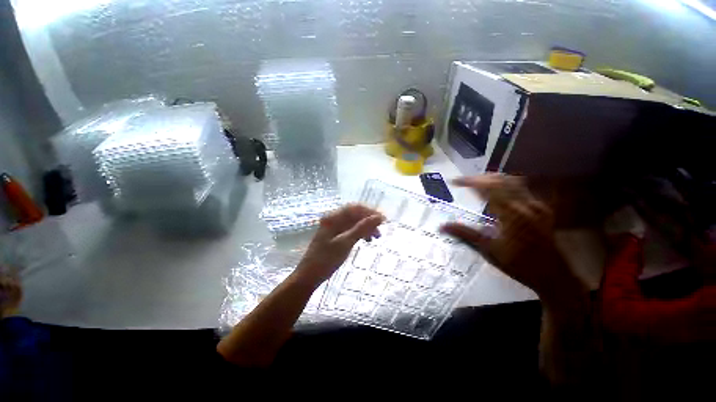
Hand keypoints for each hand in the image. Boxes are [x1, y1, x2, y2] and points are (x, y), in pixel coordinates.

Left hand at [296, 204, 384, 285]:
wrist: (309, 276)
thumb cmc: (326, 259)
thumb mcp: (346, 243)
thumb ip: (362, 228)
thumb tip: (379, 217)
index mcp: (333, 217)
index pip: (355, 208)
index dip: (370, 212)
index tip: (383, 220)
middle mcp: (334, 219)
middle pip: (355, 214)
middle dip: (369, 220)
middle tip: (381, 231)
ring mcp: (334, 227)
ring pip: (354, 222)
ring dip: (366, 227)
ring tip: (377, 237)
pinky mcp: (336, 235)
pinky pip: (351, 230)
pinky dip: (360, 233)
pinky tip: (367, 240)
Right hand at [441, 174, 579, 302]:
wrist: (554, 277)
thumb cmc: (519, 266)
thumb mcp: (489, 250)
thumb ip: (465, 234)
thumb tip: (442, 227)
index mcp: (511, 214)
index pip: (488, 188)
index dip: (469, 182)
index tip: (455, 182)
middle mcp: (525, 205)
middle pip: (501, 180)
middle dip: (480, 178)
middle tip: (465, 182)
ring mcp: (536, 206)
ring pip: (513, 182)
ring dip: (493, 179)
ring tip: (478, 184)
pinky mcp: (542, 210)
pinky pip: (522, 189)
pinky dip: (505, 186)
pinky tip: (498, 193)